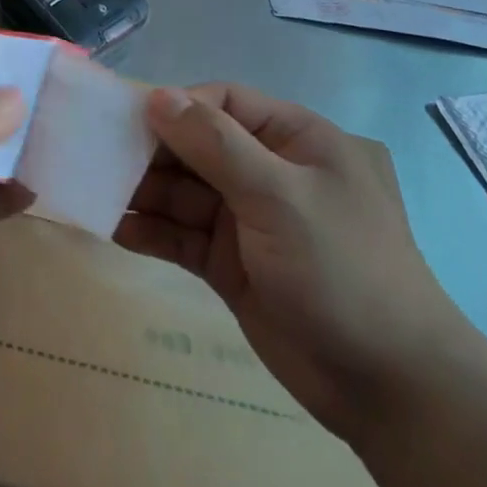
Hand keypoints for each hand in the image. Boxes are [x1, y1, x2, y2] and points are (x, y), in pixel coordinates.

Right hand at [115, 85, 467, 434]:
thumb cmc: (342, 269)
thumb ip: (215, 144)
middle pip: (196, 145)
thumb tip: (158, 96)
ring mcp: (247, 219)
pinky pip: (182, 235)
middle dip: (150, 151)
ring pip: (183, 191)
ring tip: (93, 191)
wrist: (392, 390)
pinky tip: (113, 229)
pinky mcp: (231, 263)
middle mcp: (266, 170)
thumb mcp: (279, 196)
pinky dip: (150, 231)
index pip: (223, 101)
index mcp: (292, 138)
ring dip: (142, 191)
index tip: (128, 119)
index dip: (176, 105)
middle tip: (96, 157)